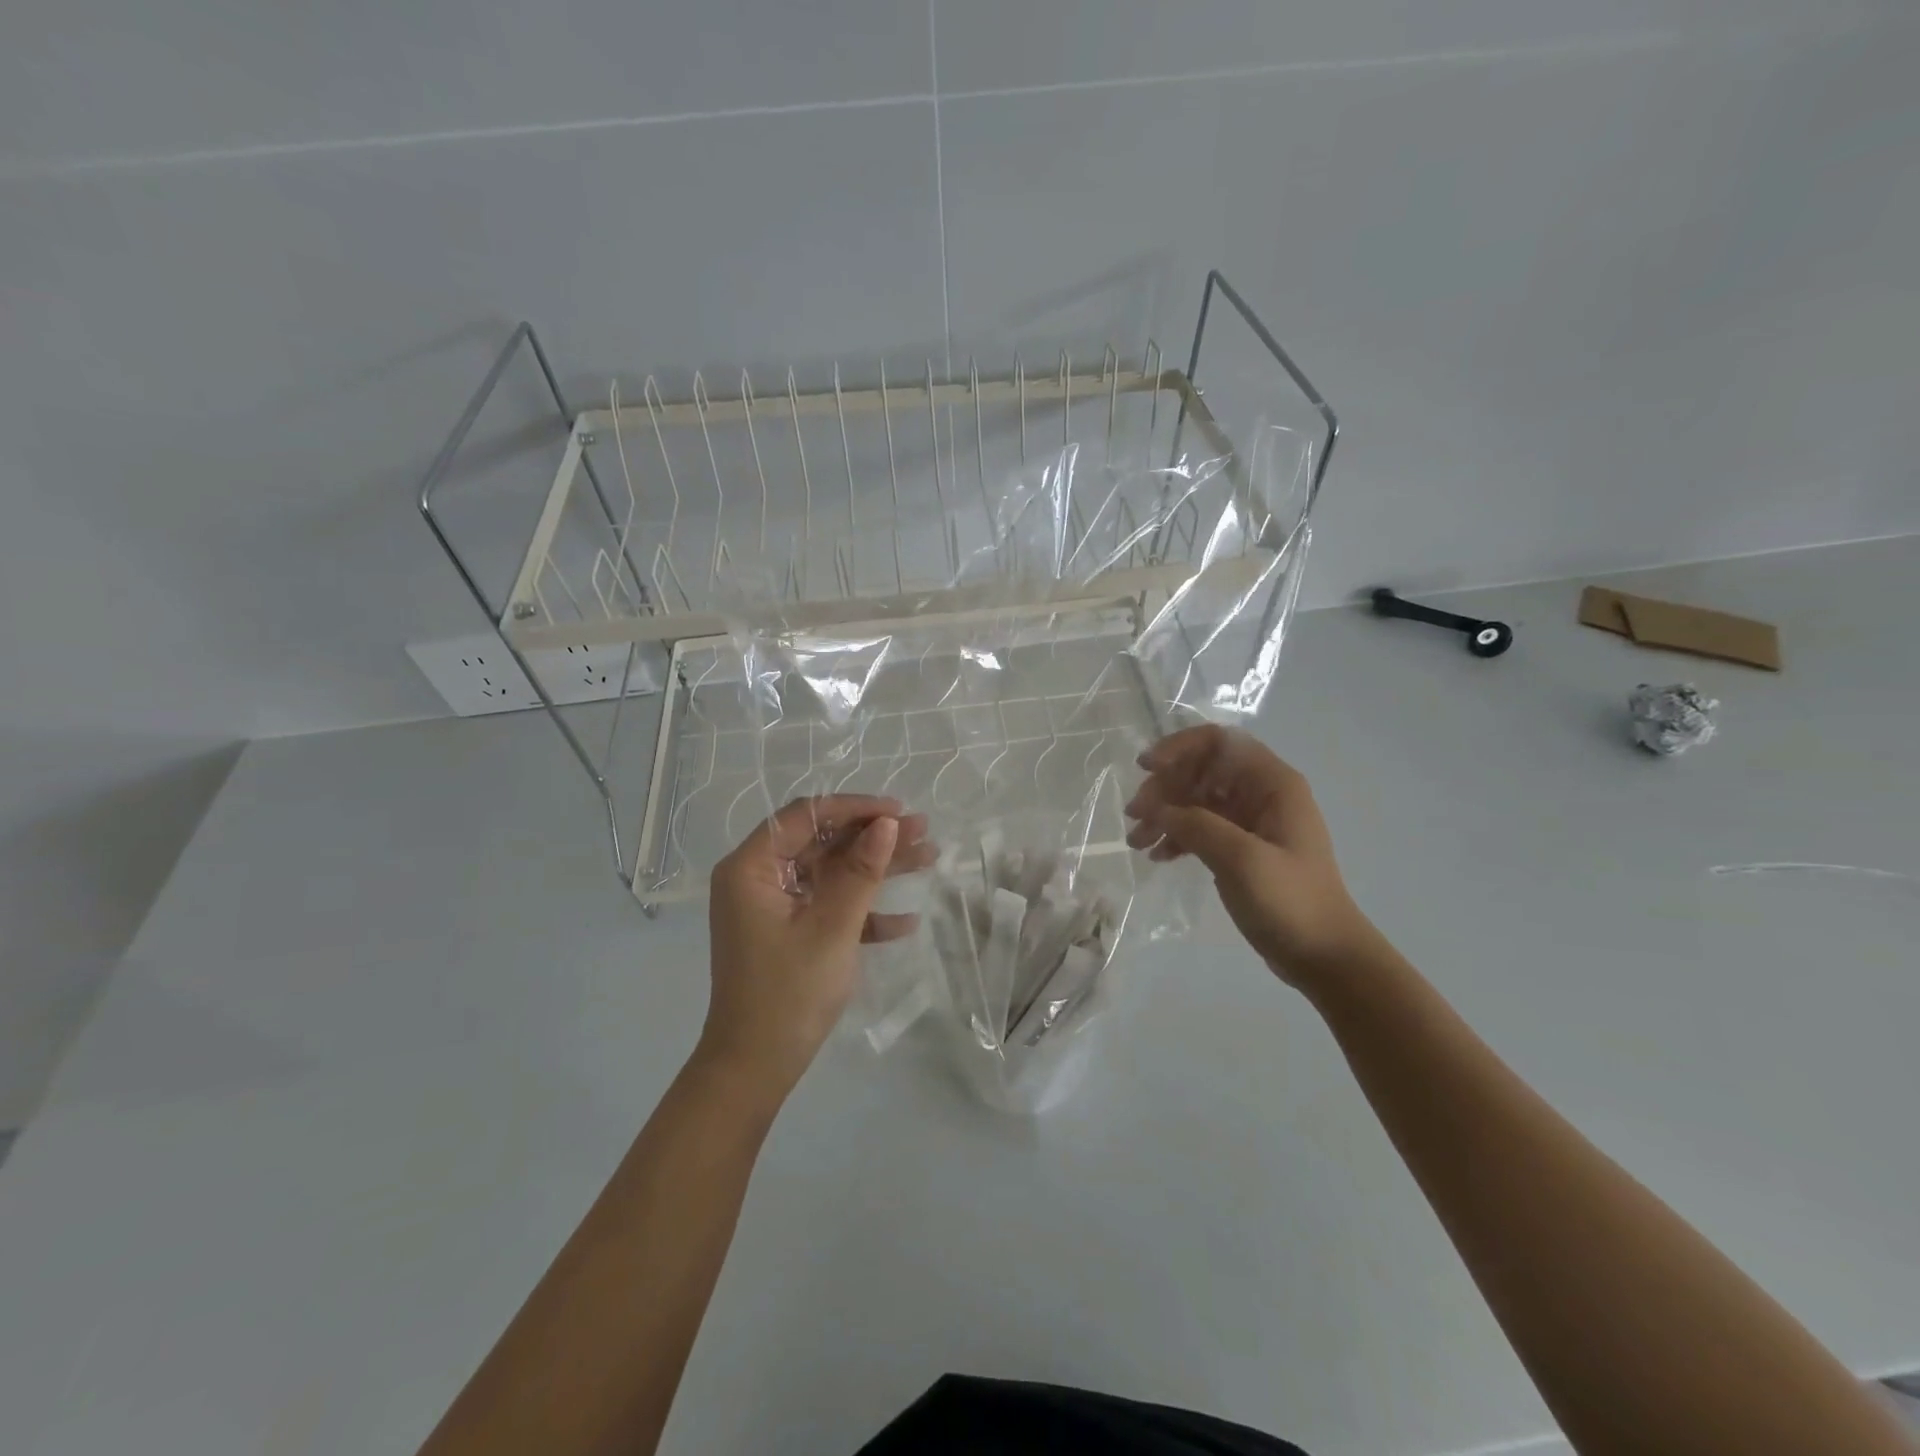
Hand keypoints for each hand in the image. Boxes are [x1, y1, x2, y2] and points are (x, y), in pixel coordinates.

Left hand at [700, 795, 934, 1103]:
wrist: (755, 1070)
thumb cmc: (788, 993)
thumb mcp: (832, 928)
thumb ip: (861, 872)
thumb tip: (888, 824)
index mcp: (751, 868)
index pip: (805, 816)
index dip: (854, 808)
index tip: (898, 811)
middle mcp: (758, 879)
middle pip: (821, 842)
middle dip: (873, 837)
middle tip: (923, 831)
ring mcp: (773, 907)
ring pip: (830, 872)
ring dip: (876, 869)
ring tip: (928, 857)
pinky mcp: (788, 933)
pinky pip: (828, 906)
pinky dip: (862, 910)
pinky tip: (904, 921)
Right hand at [1123, 725, 1375, 986]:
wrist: (1324, 957)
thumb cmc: (1290, 901)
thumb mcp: (1241, 859)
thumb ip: (1196, 825)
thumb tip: (1155, 809)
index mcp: (1272, 784)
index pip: (1219, 742)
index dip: (1179, 747)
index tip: (1146, 768)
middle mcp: (1261, 794)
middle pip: (1201, 770)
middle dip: (1164, 787)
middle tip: (1135, 815)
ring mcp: (1250, 822)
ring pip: (1196, 800)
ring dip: (1164, 814)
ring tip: (1136, 840)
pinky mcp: (1240, 848)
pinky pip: (1200, 828)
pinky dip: (1176, 836)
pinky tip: (1157, 856)